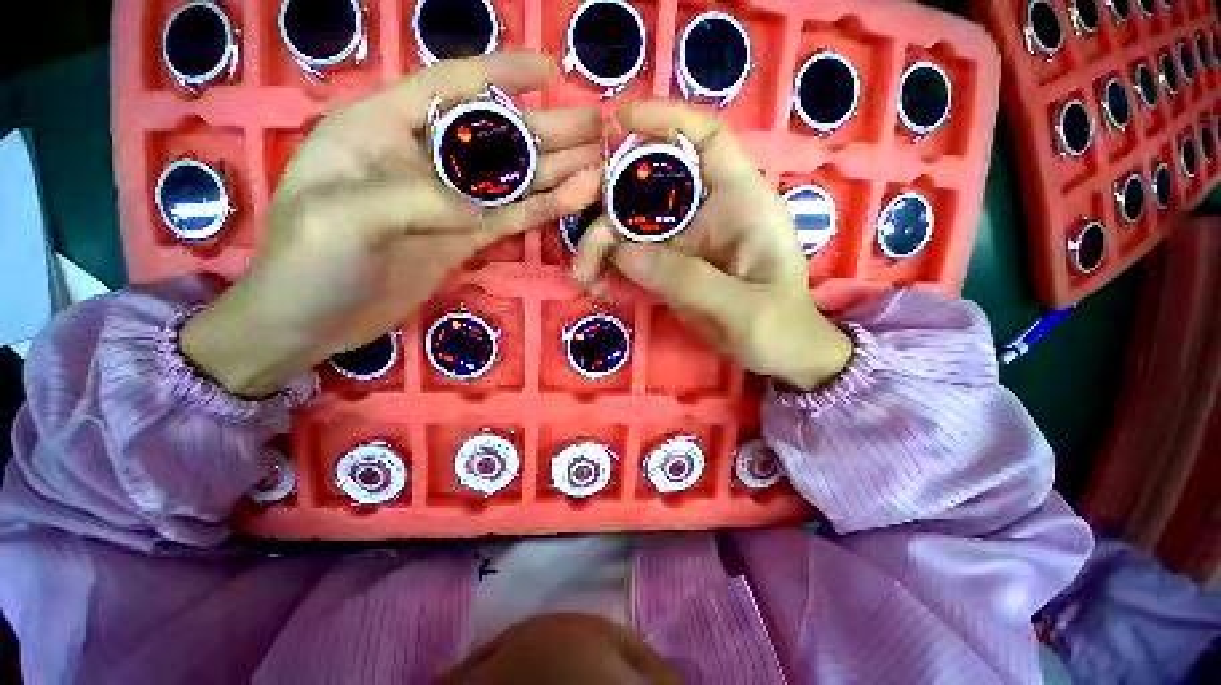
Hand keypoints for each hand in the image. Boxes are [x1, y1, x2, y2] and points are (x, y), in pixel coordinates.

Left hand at [183, 52, 602, 396]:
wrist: (310, 323)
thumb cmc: (306, 262)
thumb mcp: (344, 217)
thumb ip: (418, 199)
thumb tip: (484, 207)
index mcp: (380, 129)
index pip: (447, 88)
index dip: (499, 75)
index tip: (547, 68)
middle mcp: (421, 158)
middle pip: (494, 137)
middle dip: (546, 129)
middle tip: (596, 124)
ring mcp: (448, 203)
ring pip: (511, 180)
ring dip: (555, 171)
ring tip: (598, 161)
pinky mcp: (464, 238)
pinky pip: (510, 218)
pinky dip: (543, 209)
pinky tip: (575, 199)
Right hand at [573, 101, 852, 390]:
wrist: (780, 356)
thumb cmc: (780, 326)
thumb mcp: (742, 306)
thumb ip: (687, 279)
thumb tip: (622, 253)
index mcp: (741, 201)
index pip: (706, 139)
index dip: (665, 120)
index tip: (618, 124)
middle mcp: (708, 211)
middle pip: (652, 184)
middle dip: (611, 201)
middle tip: (586, 238)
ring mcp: (686, 241)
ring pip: (634, 224)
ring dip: (602, 244)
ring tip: (584, 274)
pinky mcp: (671, 267)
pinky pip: (633, 257)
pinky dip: (610, 267)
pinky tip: (596, 284)